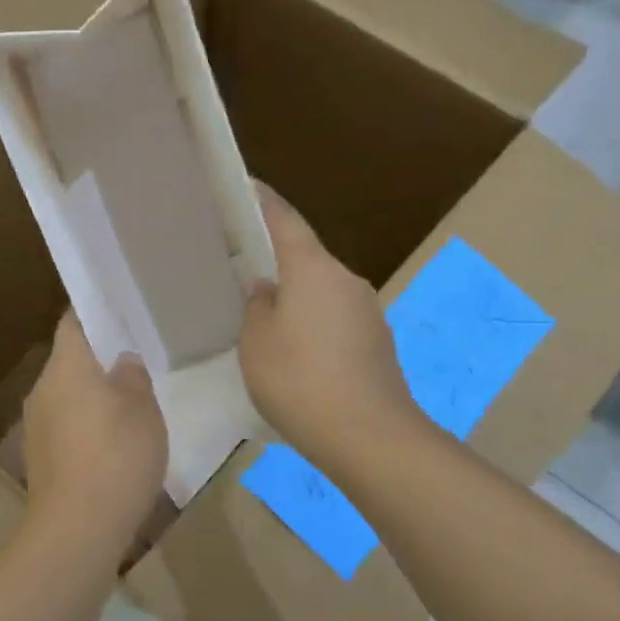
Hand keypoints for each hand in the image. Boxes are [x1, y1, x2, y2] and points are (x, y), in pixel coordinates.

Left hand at [22, 313, 167, 550]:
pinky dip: (85, 426)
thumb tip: (122, 361)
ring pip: (66, 396)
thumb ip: (133, 376)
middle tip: (132, 362)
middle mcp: (42, 389)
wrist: (78, 526)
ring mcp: (35, 425)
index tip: (117, 312)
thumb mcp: (143, 409)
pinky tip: (111, 445)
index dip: (93, 313)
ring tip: (127, 406)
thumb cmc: (117, 454)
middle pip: (69, 361)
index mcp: (66, 365)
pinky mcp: (38, 457)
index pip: (73, 323)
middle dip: (97, 360)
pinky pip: (64, 427)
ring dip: (91, 396)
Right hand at [240, 184, 420, 473]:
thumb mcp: (256, 341)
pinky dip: (313, 324)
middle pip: (306, 257)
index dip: (264, 201)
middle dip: (277, 259)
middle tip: (242, 267)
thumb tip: (267, 290)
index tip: (246, 185)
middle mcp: (346, 280)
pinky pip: (335, 319)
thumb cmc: (299, 379)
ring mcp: (367, 311)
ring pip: (321, 291)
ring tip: (265, 318)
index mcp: (313, 269)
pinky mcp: (376, 342)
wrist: (368, 435)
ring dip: (296, 297)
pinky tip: (296, 352)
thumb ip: (256, 305)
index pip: (285, 220)